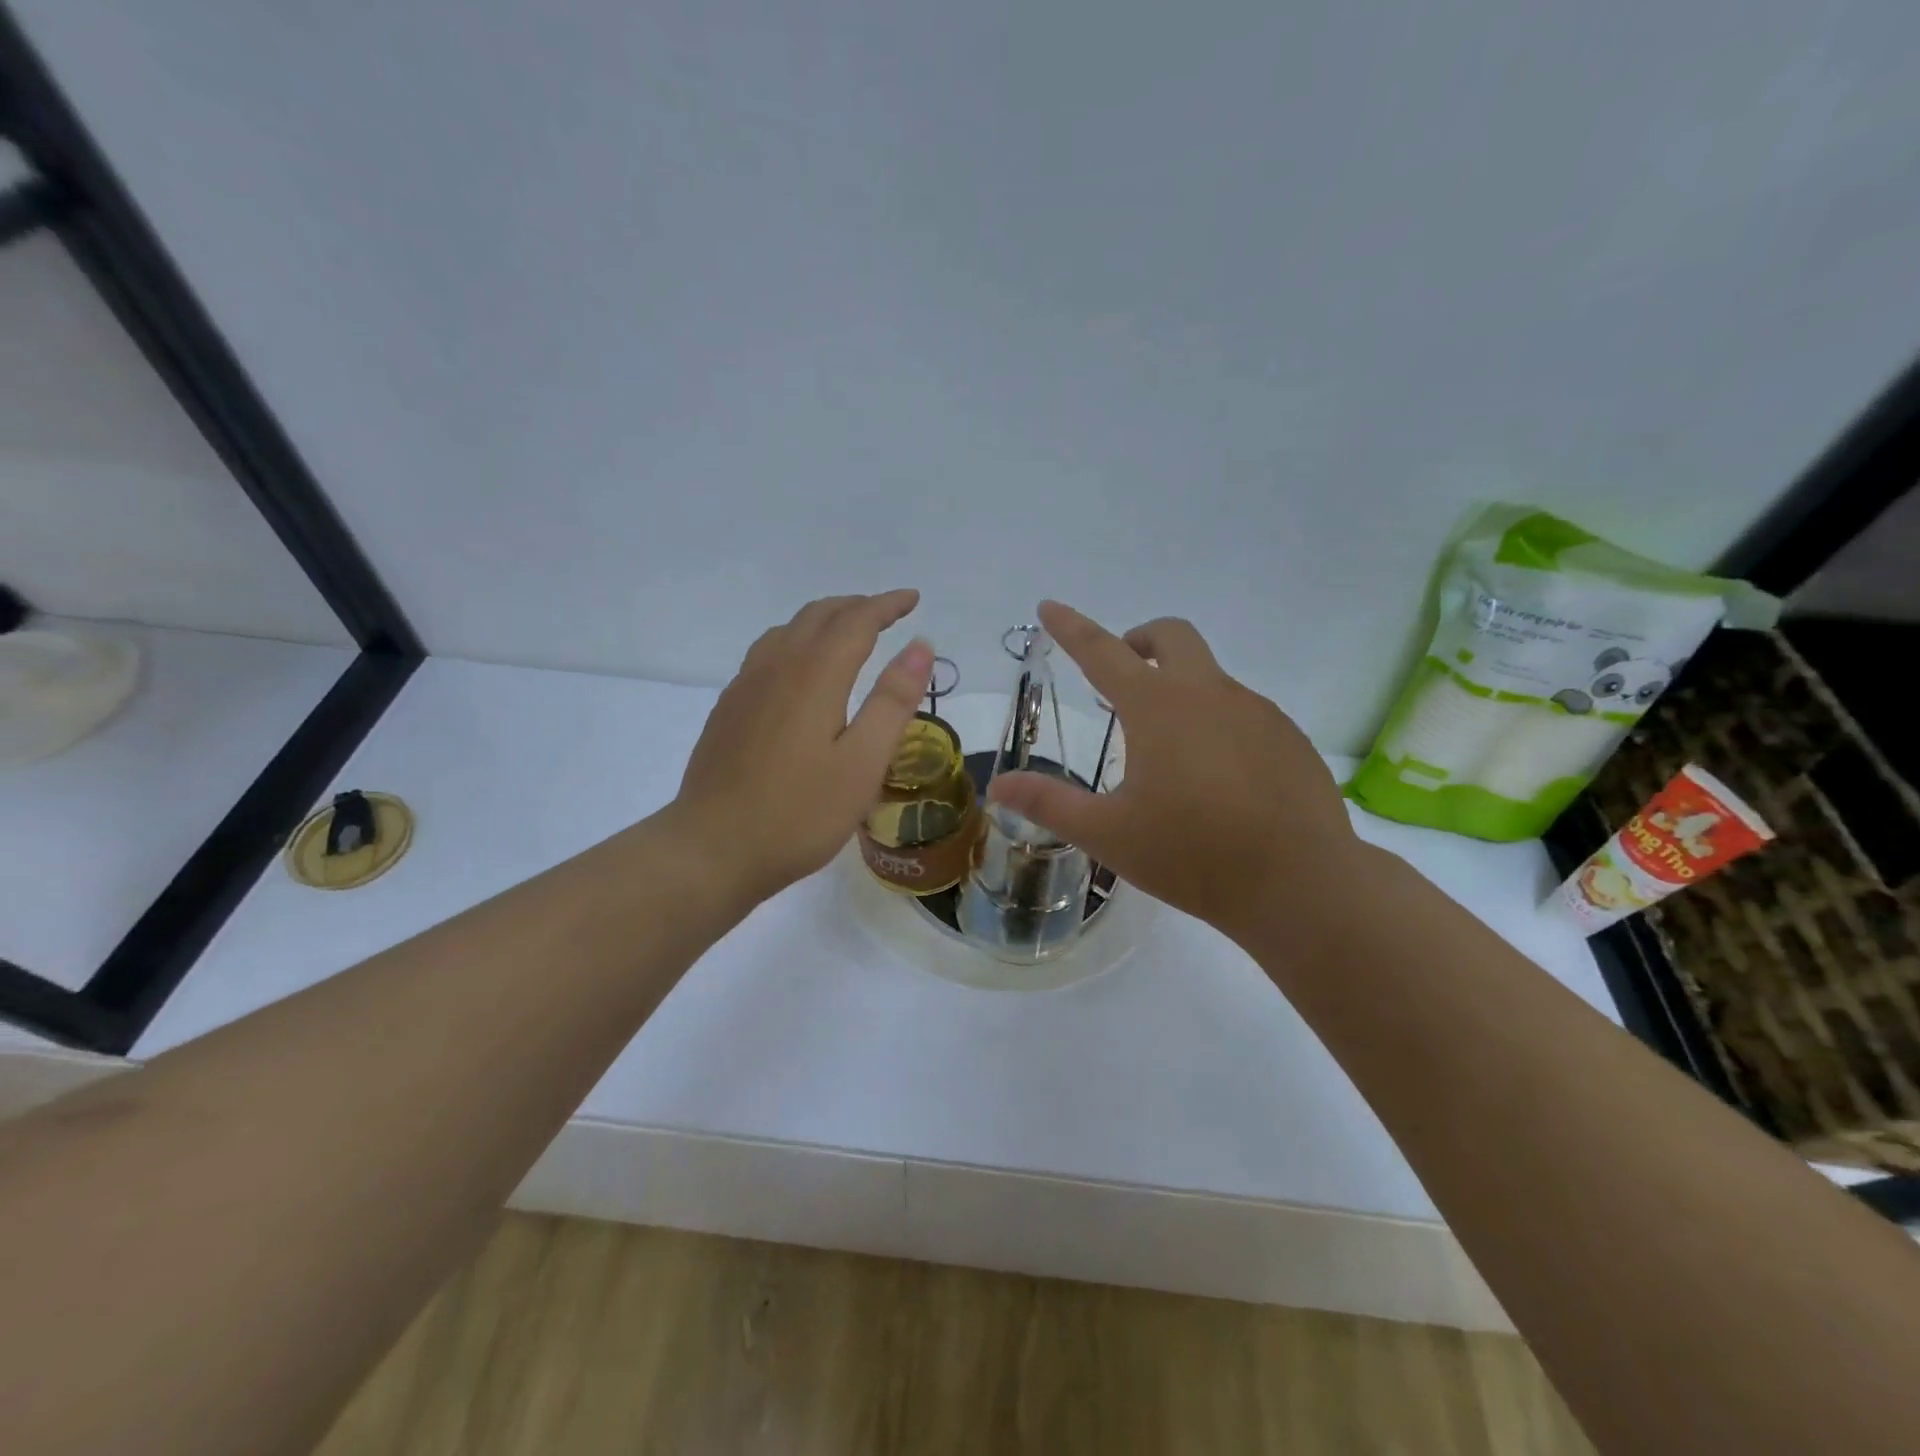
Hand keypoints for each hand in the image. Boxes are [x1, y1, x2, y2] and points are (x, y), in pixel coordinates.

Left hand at [671, 591, 932, 907]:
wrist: (712, 848)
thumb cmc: (799, 813)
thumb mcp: (863, 763)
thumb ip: (893, 701)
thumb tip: (920, 646)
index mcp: (814, 675)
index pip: (856, 621)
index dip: (887, 605)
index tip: (913, 600)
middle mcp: (776, 667)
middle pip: (818, 615)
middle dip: (857, 606)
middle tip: (888, 613)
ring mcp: (745, 686)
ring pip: (788, 630)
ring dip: (824, 620)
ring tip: (849, 633)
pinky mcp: (729, 708)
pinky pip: (767, 652)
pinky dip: (797, 641)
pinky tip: (801, 670)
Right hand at [987, 601, 1360, 945]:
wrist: (1299, 884)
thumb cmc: (1192, 855)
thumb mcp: (1108, 833)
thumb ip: (1049, 804)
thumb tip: (999, 785)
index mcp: (1157, 707)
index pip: (1102, 651)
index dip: (1071, 627)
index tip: (1050, 607)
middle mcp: (1209, 693)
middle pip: (1172, 636)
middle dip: (1140, 641)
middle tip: (1121, 679)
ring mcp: (1257, 712)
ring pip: (1210, 678)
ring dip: (1180, 691)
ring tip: (1169, 754)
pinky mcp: (1289, 737)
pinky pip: (1244, 713)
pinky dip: (1217, 725)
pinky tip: (1219, 780)